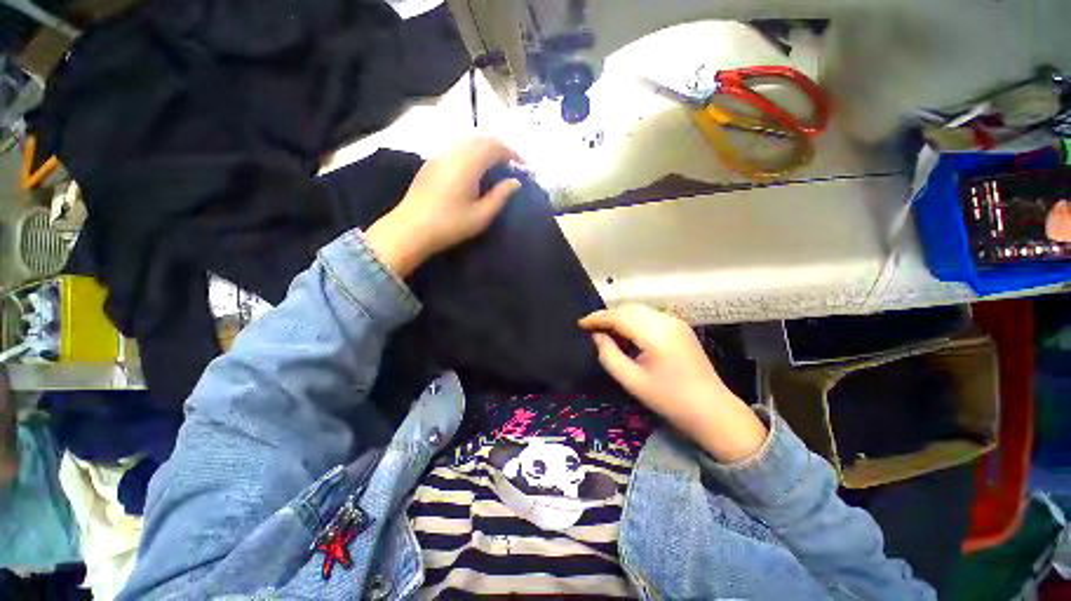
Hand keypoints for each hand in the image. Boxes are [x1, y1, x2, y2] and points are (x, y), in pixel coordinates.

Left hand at [365, 136, 521, 276]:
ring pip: (468, 139)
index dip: (512, 153)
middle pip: (482, 138)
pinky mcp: (432, 161)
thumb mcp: (482, 215)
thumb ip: (500, 196)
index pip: (495, 147)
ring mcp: (441, 154)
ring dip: (485, 146)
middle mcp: (455, 152)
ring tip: (496, 162)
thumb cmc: (450, 224)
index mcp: (469, 164)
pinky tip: (475, 164)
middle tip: (512, 162)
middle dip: (500, 146)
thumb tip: (515, 182)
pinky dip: (471, 149)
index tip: (524, 165)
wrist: (412, 228)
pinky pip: (457, 145)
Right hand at [579, 304, 767, 462]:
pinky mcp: (679, 327)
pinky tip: (626, 333)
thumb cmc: (669, 400)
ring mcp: (675, 322)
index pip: (619, 317)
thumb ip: (609, 356)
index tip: (580, 324)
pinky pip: (649, 316)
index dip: (597, 318)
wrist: (712, 410)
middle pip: (628, 308)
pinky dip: (633, 320)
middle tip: (590, 328)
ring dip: (619, 316)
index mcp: (655, 334)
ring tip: (605, 330)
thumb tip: (597, 336)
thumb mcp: (632, 381)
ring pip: (639, 310)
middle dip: (607, 316)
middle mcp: (666, 320)